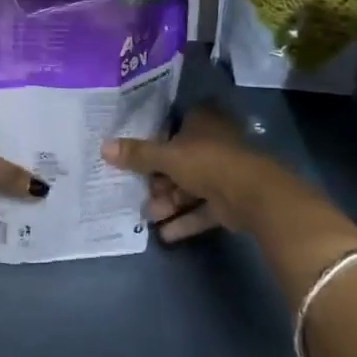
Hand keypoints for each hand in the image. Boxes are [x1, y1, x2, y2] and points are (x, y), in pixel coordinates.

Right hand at [102, 107, 289, 241]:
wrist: (253, 195)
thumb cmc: (207, 161)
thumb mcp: (167, 155)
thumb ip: (138, 154)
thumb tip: (103, 147)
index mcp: (202, 121)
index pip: (173, 126)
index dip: (154, 141)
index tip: (134, 157)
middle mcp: (213, 143)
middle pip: (179, 160)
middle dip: (159, 180)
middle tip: (139, 193)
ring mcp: (224, 173)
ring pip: (190, 187)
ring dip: (169, 202)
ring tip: (149, 216)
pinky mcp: (231, 202)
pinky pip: (202, 209)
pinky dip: (185, 220)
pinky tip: (165, 235)